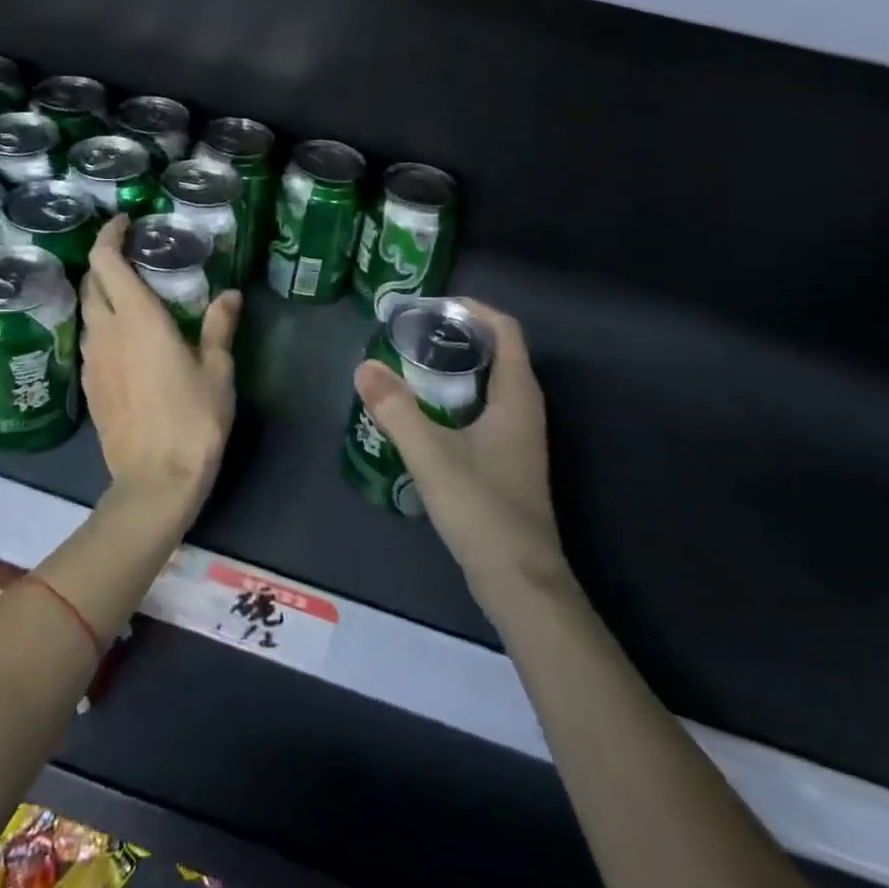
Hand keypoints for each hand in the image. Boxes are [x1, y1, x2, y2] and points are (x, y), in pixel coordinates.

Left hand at [80, 215, 242, 516]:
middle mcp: (106, 333)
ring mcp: (92, 361)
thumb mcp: (217, 370)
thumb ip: (219, 327)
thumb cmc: (193, 419)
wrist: (155, 481)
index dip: (110, 236)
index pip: (106, 262)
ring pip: (87, 314)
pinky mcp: (89, 387)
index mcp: (137, 319)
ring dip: (102, 296)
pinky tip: (125, 340)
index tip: (125, 223)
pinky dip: (103, 327)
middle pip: (90, 284)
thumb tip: (230, 294)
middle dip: (105, 263)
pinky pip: (90, 342)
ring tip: (131, 297)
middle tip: (132, 258)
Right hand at [353, 302, 564, 600]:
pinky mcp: (508, 459)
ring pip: (489, 383)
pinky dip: (456, 397)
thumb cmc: (482, 509)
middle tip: (411, 333)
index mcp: (517, 396)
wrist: (519, 580)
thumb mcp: (431, 455)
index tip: (431, 307)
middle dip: (457, 335)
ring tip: (410, 365)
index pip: (506, 330)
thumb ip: (396, 409)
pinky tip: (424, 413)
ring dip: (455, 367)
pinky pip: (484, 409)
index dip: (472, 310)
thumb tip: (363, 366)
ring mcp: (519, 437)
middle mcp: (525, 409)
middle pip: (497, 352)